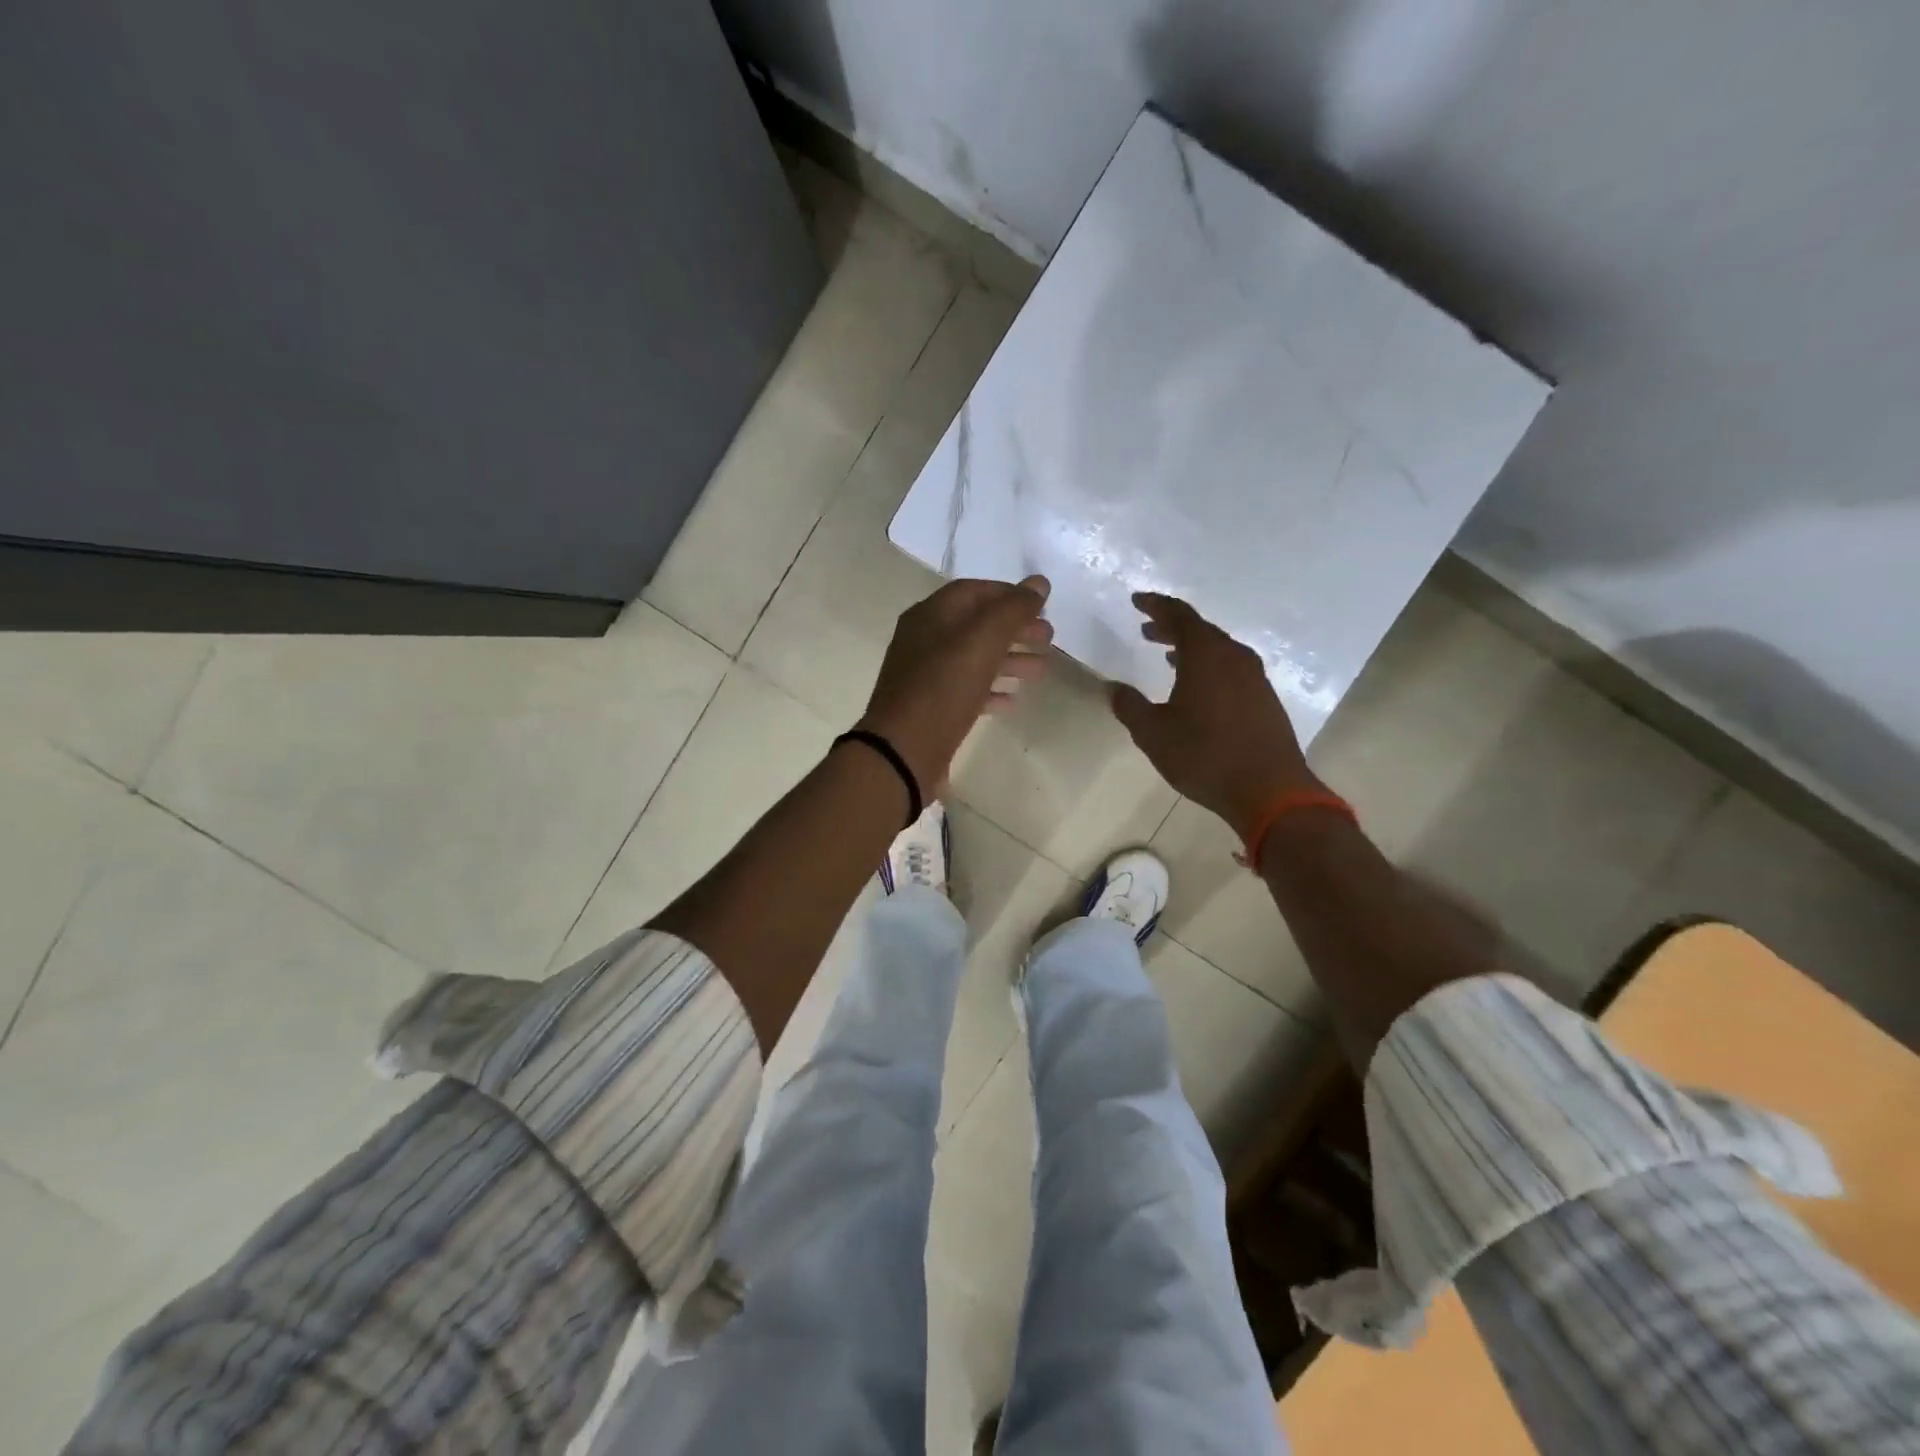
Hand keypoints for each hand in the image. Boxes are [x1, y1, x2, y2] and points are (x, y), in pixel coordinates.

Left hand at [859, 575, 1052, 795]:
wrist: (903, 752)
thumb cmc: (942, 688)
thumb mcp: (982, 641)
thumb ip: (1012, 610)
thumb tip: (1039, 583)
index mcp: (931, 615)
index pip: (974, 591)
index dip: (1009, 595)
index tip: (1042, 606)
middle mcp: (925, 640)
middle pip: (976, 625)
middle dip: (1014, 629)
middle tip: (1049, 639)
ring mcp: (926, 676)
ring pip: (974, 659)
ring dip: (1009, 660)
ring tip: (1042, 669)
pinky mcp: (932, 708)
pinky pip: (966, 690)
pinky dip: (991, 690)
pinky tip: (1013, 700)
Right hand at [1109, 592, 1322, 837]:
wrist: (1269, 790)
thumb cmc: (1205, 756)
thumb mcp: (1153, 733)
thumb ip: (1129, 706)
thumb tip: (1113, 688)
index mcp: (1205, 655)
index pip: (1179, 615)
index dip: (1156, 605)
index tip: (1137, 601)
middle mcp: (1234, 657)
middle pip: (1201, 629)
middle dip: (1171, 626)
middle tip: (1147, 629)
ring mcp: (1255, 677)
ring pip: (1218, 649)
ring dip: (1191, 647)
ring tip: (1167, 655)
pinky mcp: (1265, 698)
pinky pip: (1231, 667)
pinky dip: (1209, 665)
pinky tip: (1198, 685)